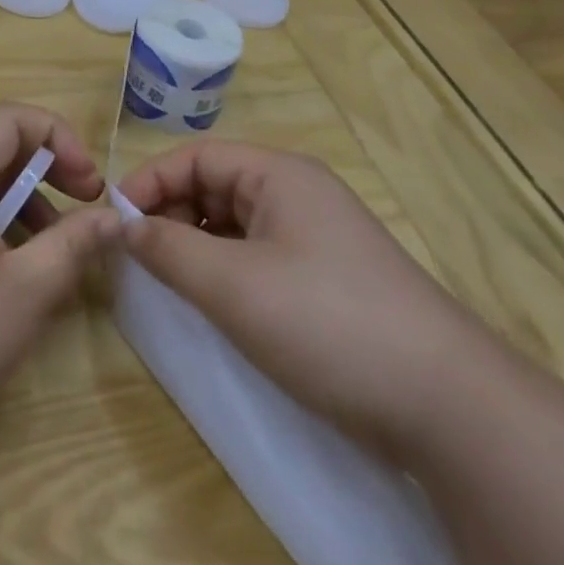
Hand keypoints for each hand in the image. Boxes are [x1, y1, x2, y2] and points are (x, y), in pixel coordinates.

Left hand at [0, 103, 119, 453]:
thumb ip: (74, 243)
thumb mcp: (27, 290)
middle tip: (81, 212)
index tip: (89, 186)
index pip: (9, 118)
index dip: (59, 139)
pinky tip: (3, 277)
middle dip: (43, 173)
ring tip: (47, 254)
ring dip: (18, 205)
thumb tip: (112, 217)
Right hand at [117, 142, 504, 460]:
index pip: (196, 158)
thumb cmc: (326, 322)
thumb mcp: (231, 284)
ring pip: (235, 224)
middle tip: (138, 256)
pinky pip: (258, 255)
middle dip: (170, 213)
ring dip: (195, 244)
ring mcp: (317, 237)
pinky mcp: (328, 279)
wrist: (448, 406)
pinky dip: (225, 269)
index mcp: (279, 175)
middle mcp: (298, 194)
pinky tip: (213, 302)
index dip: (150, 182)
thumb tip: (124, 227)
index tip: (115, 221)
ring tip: (169, 280)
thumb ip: (168, 249)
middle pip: (214, 186)